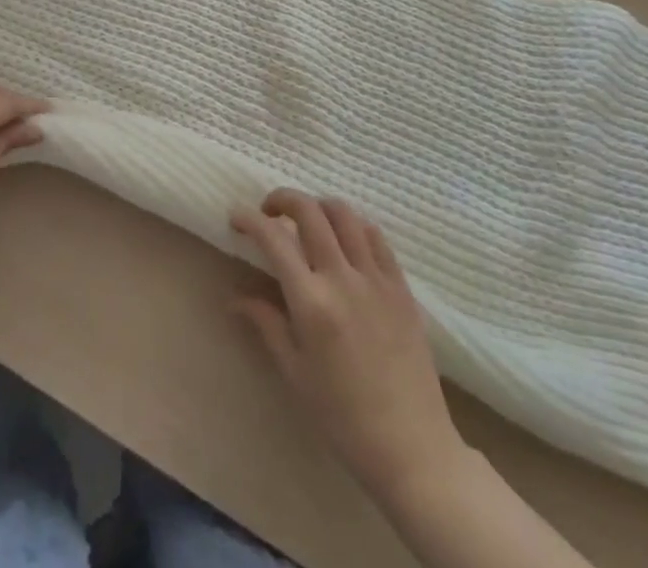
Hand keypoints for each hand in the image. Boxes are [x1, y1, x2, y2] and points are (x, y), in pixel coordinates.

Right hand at [231, 190, 463, 495]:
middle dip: (282, 199)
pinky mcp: (402, 287)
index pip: (273, 238)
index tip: (236, 218)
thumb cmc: (343, 418)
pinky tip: (344, 240)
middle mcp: (342, 279)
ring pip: (344, 214)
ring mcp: (376, 280)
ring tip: (307, 222)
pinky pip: (376, 237)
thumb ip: (266, 323)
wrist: (412, 449)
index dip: (249, 219)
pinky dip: (354, 225)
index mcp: (311, 302)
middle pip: (309, 211)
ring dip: (318, 206)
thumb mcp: (295, 372)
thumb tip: (234, 297)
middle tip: (269, 212)